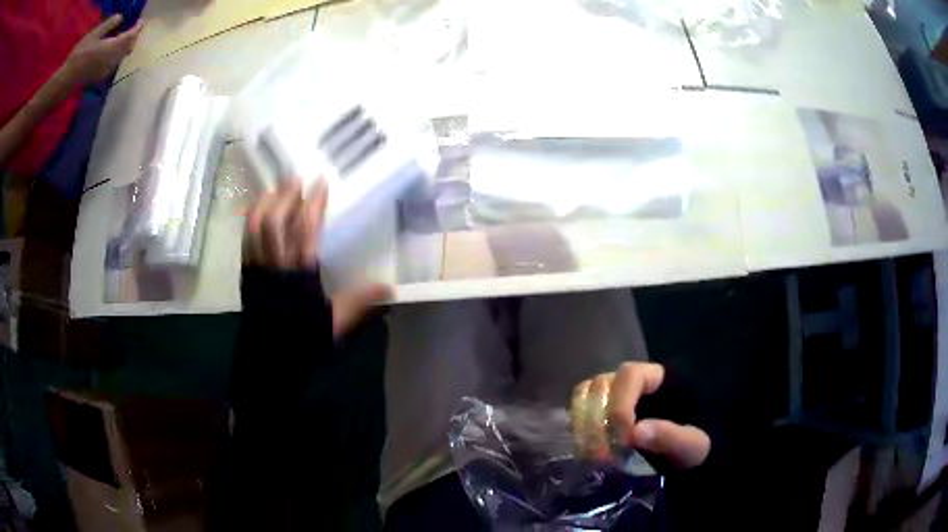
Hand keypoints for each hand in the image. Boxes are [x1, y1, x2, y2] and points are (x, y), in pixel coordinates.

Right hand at [61, 14, 142, 85]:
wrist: (67, 79)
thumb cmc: (80, 54)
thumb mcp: (94, 34)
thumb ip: (109, 24)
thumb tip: (120, 17)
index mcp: (112, 47)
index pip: (130, 36)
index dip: (137, 28)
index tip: (142, 21)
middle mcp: (113, 59)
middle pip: (129, 47)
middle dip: (134, 36)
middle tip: (135, 27)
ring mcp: (107, 69)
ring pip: (123, 56)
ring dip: (127, 45)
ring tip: (125, 36)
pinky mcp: (102, 75)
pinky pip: (115, 63)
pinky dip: (119, 53)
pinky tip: (114, 49)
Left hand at [245, 179, 391, 336]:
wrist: (269, 357)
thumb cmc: (304, 337)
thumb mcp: (336, 322)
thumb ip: (360, 301)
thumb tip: (391, 288)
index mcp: (301, 272)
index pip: (306, 228)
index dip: (313, 203)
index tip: (320, 183)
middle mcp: (277, 263)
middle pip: (275, 220)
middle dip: (284, 195)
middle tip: (294, 178)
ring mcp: (258, 266)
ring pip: (255, 227)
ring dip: (264, 204)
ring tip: (273, 190)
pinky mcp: (247, 273)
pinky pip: (245, 240)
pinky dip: (250, 222)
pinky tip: (256, 213)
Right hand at [571, 362, 709, 469]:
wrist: (690, 462)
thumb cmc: (696, 447)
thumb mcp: (693, 446)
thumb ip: (670, 437)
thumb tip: (635, 432)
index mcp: (663, 378)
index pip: (630, 375)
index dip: (621, 404)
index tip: (623, 439)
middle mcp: (635, 381)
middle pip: (603, 384)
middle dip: (598, 420)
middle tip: (603, 454)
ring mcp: (616, 396)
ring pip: (586, 395)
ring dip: (583, 425)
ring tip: (592, 455)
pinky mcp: (604, 413)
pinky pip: (580, 411)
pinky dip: (579, 430)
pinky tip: (587, 452)